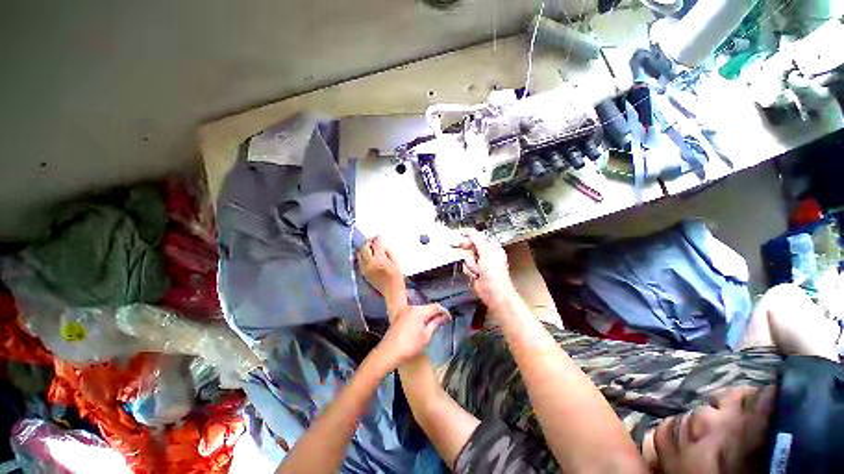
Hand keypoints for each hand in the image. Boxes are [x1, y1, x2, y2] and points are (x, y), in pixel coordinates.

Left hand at [358, 236, 403, 296]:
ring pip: (360, 254)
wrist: (392, 291)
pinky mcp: (364, 273)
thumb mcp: (396, 262)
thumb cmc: (397, 277)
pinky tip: (367, 254)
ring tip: (369, 245)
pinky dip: (362, 255)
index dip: (377, 238)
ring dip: (364, 248)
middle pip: (365, 248)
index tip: (379, 235)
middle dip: (368, 241)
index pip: (376, 245)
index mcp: (379, 260)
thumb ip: (388, 252)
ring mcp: (365, 269)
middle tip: (373, 238)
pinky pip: (360, 261)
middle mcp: (369, 264)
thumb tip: (382, 245)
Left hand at [375, 304, 449, 368]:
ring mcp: (404, 311)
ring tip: (433, 325)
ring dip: (427, 316)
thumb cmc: (410, 346)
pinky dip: (419, 318)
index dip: (444, 311)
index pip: (436, 306)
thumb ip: (435, 323)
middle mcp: (411, 307)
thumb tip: (443, 317)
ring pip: (420, 310)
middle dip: (435, 313)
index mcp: (419, 311)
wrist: (388, 353)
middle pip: (427, 307)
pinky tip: (421, 327)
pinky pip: (413, 314)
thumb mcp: (426, 336)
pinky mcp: (399, 317)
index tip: (449, 319)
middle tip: (442, 322)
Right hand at [457, 229, 517, 310]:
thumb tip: (471, 231)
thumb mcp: (486, 253)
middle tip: (456, 244)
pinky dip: (469, 271)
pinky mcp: (475, 272)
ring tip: (478, 271)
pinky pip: (466, 267)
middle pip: (471, 246)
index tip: (459, 232)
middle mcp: (486, 255)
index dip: (469, 235)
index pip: (478, 237)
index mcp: (492, 248)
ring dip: (471, 265)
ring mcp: (480, 264)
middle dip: (466, 249)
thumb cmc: (496, 275)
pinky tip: (476, 275)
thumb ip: (477, 241)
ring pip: (467, 258)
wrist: (494, 293)